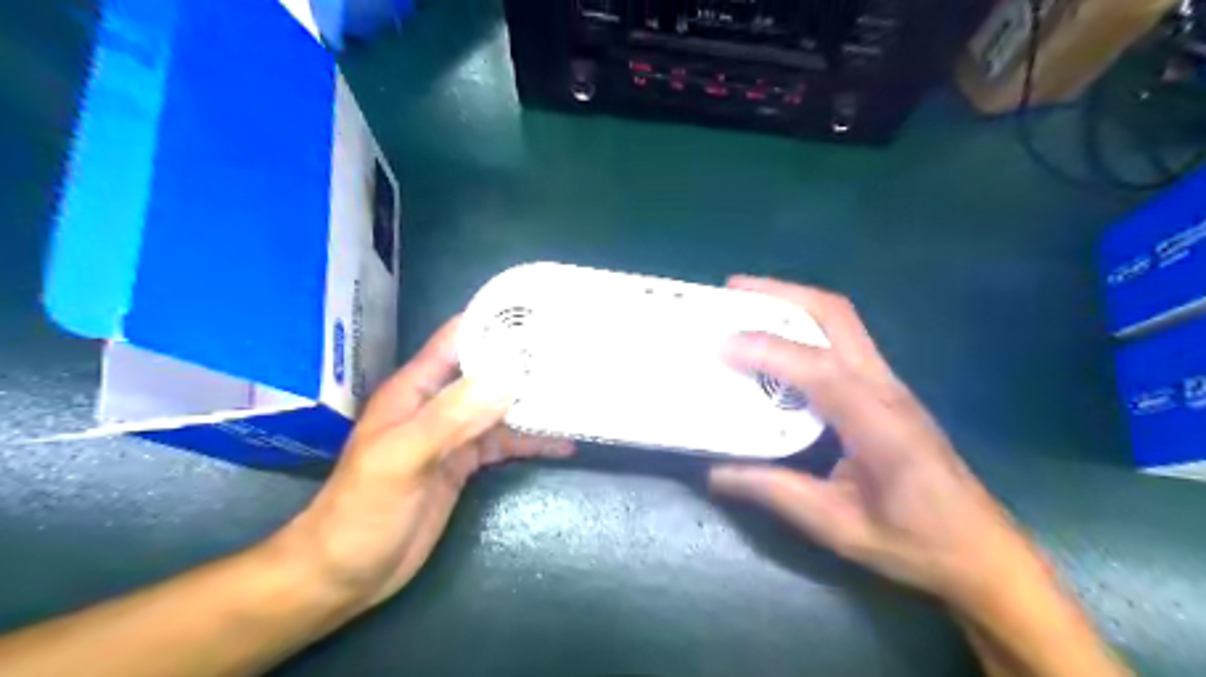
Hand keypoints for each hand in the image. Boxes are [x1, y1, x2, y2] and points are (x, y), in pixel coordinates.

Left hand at [275, 321, 573, 609]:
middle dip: (526, 362)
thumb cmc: (360, 512)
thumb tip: (506, 379)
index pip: (459, 339)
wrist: (343, 575)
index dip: (497, 323)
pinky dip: (532, 441)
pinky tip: (562, 443)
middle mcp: (438, 404)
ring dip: (534, 402)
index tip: (543, 315)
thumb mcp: (401, 459)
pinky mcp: (464, 464)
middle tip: (575, 355)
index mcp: (416, 389)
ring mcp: (453, 435)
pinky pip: (504, 443)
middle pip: (488, 371)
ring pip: (501, 407)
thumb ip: (450, 418)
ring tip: (577, 395)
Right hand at [709, 278, 1040, 604]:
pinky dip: (803, 326)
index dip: (766, 349)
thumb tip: (714, 472)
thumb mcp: (836, 525)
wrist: (983, 552)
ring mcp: (889, 384)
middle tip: (733, 289)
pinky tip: (776, 341)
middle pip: (836, 315)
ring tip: (746, 303)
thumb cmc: (914, 542)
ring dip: (792, 303)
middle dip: (781, 293)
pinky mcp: (886, 390)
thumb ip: (773, 491)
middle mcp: (884, 388)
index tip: (720, 345)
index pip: (817, 367)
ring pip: (842, 321)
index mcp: (876, 422)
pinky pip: (842, 340)